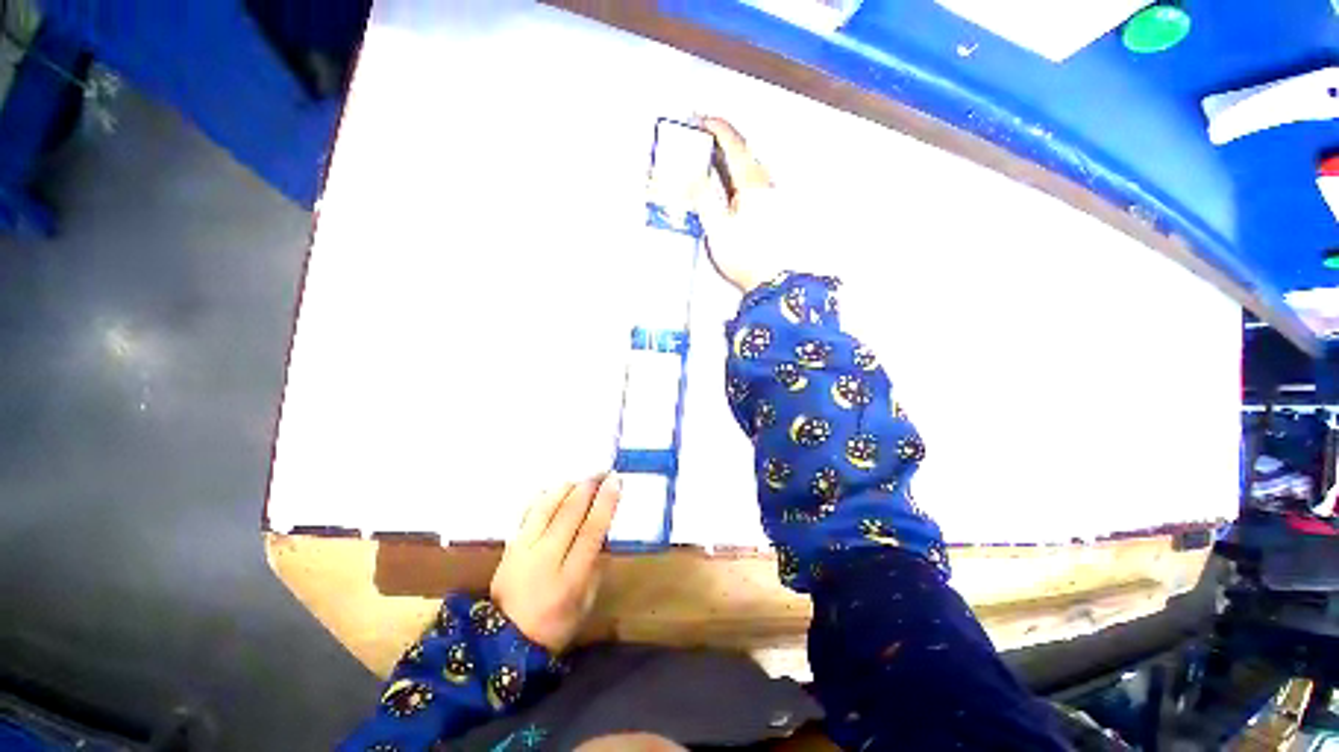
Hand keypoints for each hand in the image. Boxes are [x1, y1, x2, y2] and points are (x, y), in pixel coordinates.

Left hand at [490, 474, 620, 652]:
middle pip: (569, 513)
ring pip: (547, 507)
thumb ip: (596, 567)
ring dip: (566, 488)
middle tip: (601, 472)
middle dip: (588, 487)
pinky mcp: (510, 546)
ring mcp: (524, 550)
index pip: (591, 532)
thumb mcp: (585, 603)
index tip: (615, 481)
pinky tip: (554, 490)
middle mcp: (546, 559)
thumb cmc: (554, 626)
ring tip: (580, 479)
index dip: (605, 503)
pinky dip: (543, 497)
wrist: (502, 642)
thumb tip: (603, 534)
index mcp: (570, 579)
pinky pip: (528, 513)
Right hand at [696, 117, 795, 292]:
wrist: (773, 281)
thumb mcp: (718, 228)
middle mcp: (766, 183)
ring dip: (730, 157)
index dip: (716, 127)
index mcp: (752, 183)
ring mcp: (772, 196)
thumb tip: (692, 172)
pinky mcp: (773, 209)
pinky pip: (753, 180)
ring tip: (711, 160)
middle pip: (744, 151)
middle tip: (702, 138)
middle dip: (722, 140)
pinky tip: (729, 185)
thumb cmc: (745, 256)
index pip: (734, 143)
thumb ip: (704, 197)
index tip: (700, 119)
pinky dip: (737, 173)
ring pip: (749, 165)